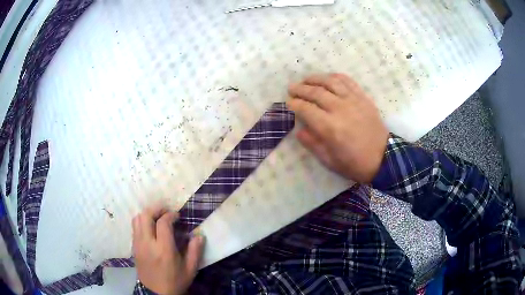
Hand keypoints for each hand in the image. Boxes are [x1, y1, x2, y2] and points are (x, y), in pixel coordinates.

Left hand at [132, 206, 204, 294]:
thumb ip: (195, 251)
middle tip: (165, 211)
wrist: (156, 294)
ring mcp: (138, 245)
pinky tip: (150, 229)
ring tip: (157, 218)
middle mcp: (147, 244)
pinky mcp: (134, 248)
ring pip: (137, 219)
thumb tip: (199, 235)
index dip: (170, 214)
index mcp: (163, 249)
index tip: (177, 215)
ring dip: (147, 215)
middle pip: (145, 216)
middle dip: (156, 209)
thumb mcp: (190, 270)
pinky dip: (142, 223)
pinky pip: (134, 228)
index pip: (162, 223)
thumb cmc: (175, 281)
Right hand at [288, 73, 388, 182]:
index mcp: (330, 127)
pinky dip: (335, 77)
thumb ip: (312, 144)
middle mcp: (340, 109)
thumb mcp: (329, 161)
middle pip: (315, 92)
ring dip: (315, 79)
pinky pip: (348, 81)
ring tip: (306, 80)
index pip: (306, 109)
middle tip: (292, 88)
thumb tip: (299, 130)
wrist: (382, 158)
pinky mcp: (363, 98)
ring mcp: (353, 101)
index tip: (289, 103)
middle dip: (300, 89)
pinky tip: (328, 78)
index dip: (294, 104)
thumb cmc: (354, 163)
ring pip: (330, 82)